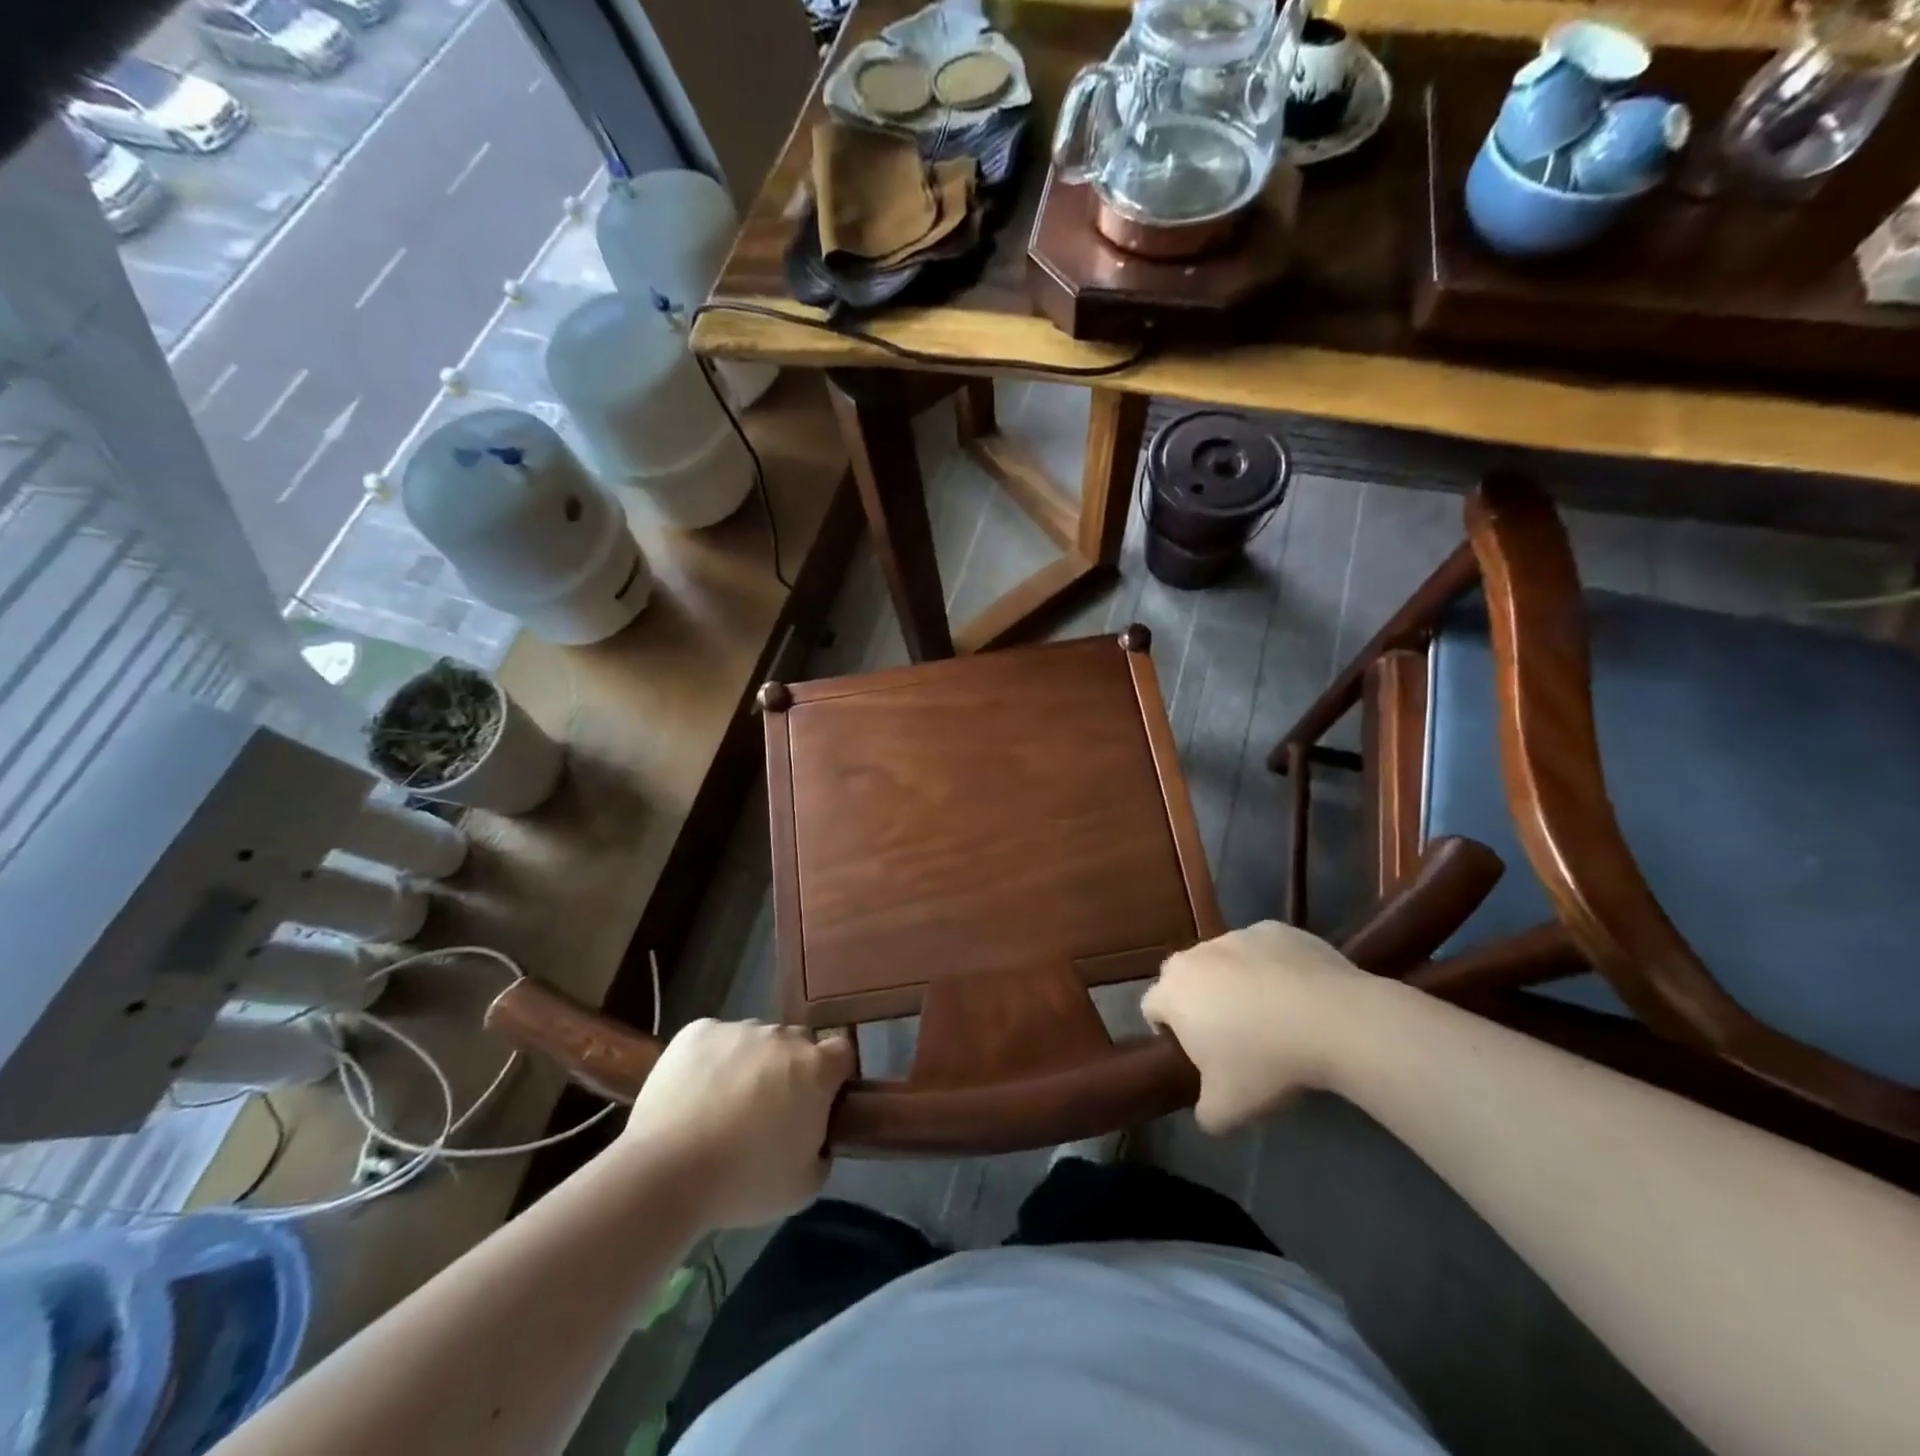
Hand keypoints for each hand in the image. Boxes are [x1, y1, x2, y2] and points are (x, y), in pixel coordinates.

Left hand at [618, 1019, 854, 1228]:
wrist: (666, 1173)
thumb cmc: (744, 1182)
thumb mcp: (803, 1187)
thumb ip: (822, 1152)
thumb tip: (816, 1138)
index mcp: (815, 1068)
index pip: (842, 1052)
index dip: (834, 1076)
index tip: (819, 1103)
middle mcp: (782, 1037)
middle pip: (797, 1044)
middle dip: (790, 1069)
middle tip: (769, 1111)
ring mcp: (739, 1028)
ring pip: (755, 1040)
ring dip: (750, 1064)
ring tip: (722, 1106)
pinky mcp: (698, 1031)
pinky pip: (715, 1040)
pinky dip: (712, 1059)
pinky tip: (694, 1094)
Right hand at [1142, 921, 1368, 1132]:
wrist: (1334, 1020)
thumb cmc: (1266, 1062)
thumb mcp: (1227, 1109)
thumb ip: (1204, 1112)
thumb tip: (1207, 1110)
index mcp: (1173, 991)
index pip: (1151, 1007)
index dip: (1166, 1032)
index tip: (1195, 1054)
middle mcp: (1196, 955)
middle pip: (1184, 977)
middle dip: (1197, 1000)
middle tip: (1229, 1034)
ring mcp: (1237, 936)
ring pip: (1225, 960)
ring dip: (1235, 981)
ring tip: (1271, 1014)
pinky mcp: (1276, 929)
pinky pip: (1264, 950)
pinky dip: (1272, 967)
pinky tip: (1300, 994)